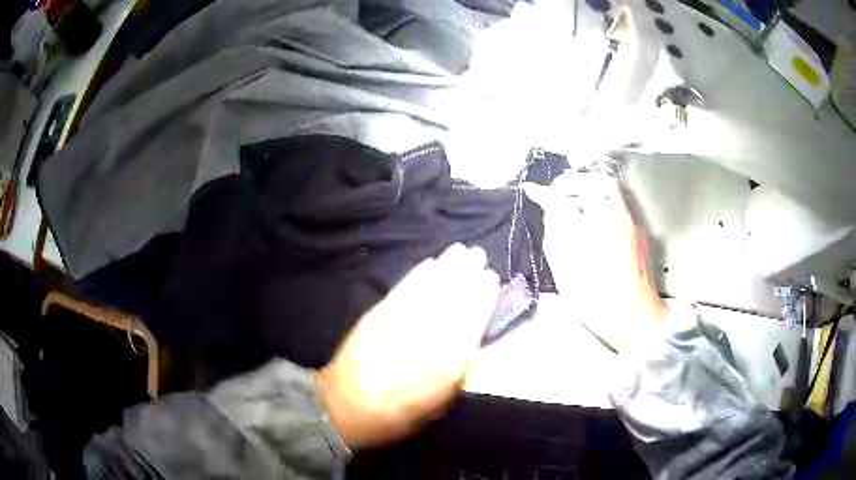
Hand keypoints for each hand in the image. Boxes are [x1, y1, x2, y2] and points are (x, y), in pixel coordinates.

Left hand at [316, 244, 498, 448]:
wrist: (343, 408)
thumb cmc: (396, 416)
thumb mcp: (438, 406)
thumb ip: (458, 372)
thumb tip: (471, 341)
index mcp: (445, 366)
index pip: (471, 323)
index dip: (483, 297)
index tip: (491, 278)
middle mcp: (425, 339)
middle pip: (452, 300)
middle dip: (467, 274)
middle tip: (479, 254)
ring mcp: (398, 323)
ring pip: (429, 290)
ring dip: (447, 267)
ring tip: (460, 250)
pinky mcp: (377, 316)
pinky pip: (402, 290)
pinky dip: (417, 275)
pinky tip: (430, 263)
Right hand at [523, 172, 665, 352]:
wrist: (637, 318)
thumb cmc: (598, 306)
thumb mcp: (567, 280)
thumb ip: (556, 242)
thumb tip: (549, 214)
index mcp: (590, 239)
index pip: (563, 200)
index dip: (545, 193)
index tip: (533, 190)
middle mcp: (612, 223)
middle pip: (588, 183)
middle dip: (568, 183)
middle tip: (558, 193)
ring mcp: (629, 224)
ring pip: (607, 187)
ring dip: (588, 186)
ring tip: (577, 198)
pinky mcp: (640, 229)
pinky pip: (619, 201)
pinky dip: (603, 197)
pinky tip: (597, 215)